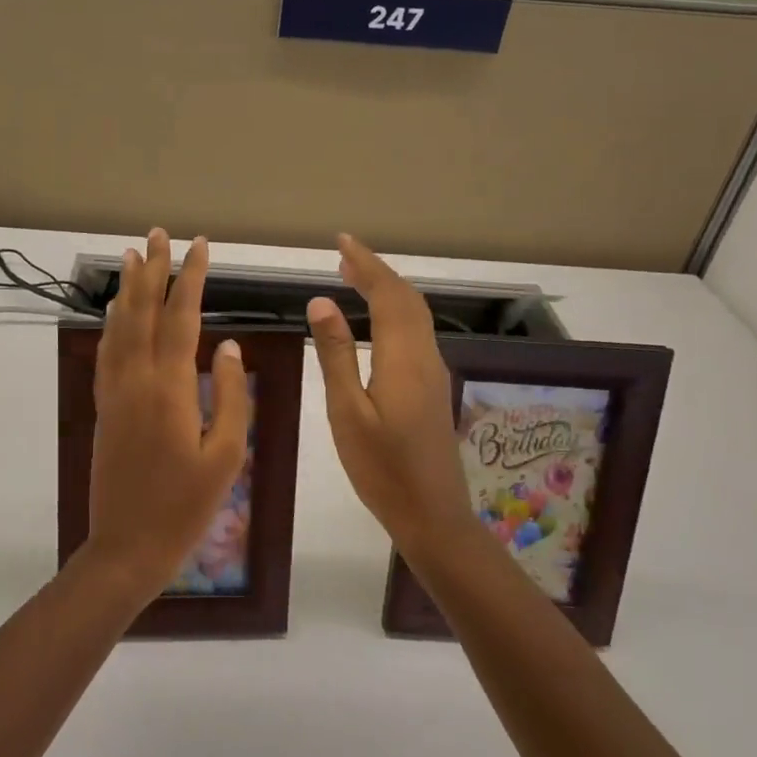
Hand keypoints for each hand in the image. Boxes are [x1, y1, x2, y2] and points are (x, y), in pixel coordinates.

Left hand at [83, 229, 250, 594]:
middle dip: (154, 271)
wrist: (127, 544)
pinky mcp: (104, 408)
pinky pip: (106, 353)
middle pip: (144, 313)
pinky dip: (111, 325)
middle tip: (160, 235)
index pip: (182, 318)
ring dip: (128, 290)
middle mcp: (136, 380)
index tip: (200, 246)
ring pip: (119, 328)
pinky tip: (115, 312)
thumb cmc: (186, 506)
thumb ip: (230, 397)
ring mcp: (114, 393)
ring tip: (133, 256)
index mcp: (170, 389)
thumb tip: (229, 348)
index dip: (191, 279)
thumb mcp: (226, 456)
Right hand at [307, 234, 473, 556]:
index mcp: (404, 359)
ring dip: (387, 291)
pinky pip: (415, 334)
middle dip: (377, 272)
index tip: (342, 242)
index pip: (388, 295)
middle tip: (344, 256)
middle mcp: (425, 357)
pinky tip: (375, 322)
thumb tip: (322, 302)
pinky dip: (394, 313)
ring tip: (354, 278)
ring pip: (415, 316)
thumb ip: (336, 355)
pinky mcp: (432, 388)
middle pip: (408, 299)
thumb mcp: (347, 412)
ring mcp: (433, 373)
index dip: (366, 264)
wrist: (432, 514)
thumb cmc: (381, 468)